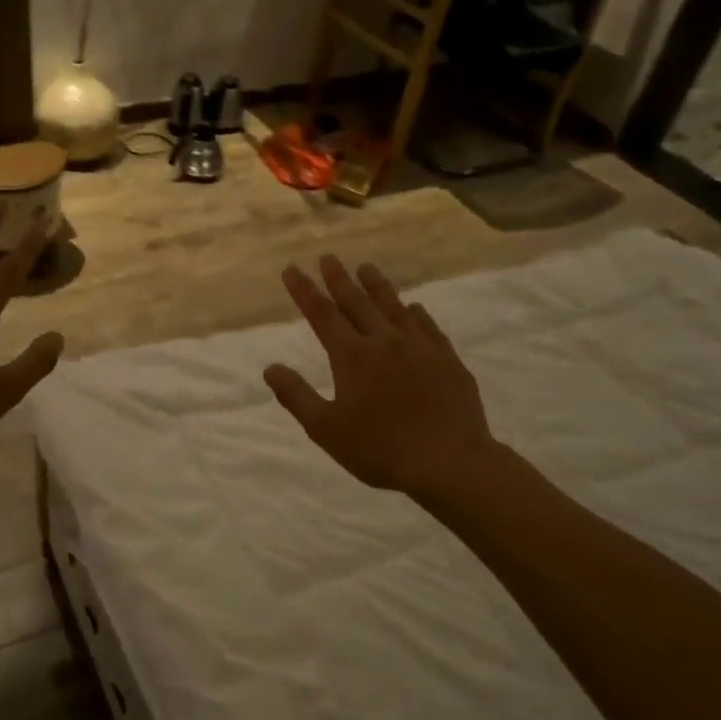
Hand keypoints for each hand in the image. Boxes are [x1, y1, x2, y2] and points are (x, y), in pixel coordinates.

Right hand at [264, 255, 497, 501]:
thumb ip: (296, 395)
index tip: (292, 269)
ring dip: (377, 286)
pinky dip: (416, 313)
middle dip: (339, 279)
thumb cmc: (380, 449)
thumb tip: (270, 368)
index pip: (322, 314)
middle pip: (357, 302)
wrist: (449, 462)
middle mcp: (384, 341)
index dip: (304, 290)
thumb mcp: (326, 429)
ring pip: (394, 307)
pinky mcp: (447, 360)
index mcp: (352, 356)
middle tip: (328, 257)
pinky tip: (414, 307)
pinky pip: (428, 326)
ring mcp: (419, 347)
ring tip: (366, 267)